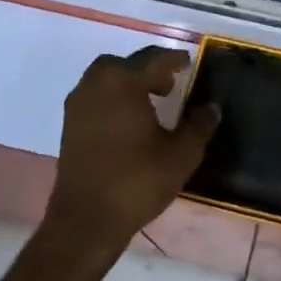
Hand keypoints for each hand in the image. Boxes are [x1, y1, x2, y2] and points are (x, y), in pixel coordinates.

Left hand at [42, 48, 218, 256]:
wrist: (85, 221)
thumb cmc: (136, 181)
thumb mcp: (181, 154)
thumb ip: (199, 125)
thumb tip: (212, 107)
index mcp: (124, 81)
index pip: (155, 59)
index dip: (175, 60)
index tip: (189, 63)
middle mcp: (97, 83)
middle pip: (127, 63)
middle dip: (150, 69)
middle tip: (169, 85)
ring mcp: (79, 103)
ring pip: (108, 78)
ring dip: (129, 82)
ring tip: (150, 103)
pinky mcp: (69, 124)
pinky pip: (96, 95)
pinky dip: (113, 98)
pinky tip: (129, 121)